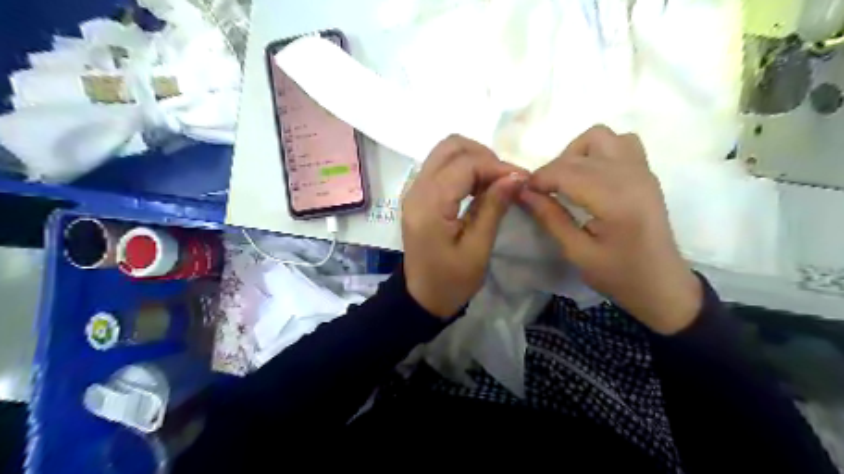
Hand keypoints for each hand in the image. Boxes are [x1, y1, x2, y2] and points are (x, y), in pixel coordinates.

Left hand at [404, 136, 524, 316]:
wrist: (422, 297)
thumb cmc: (451, 281)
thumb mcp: (477, 249)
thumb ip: (493, 208)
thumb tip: (517, 176)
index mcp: (429, 205)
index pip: (464, 164)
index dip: (496, 166)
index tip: (523, 179)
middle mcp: (416, 189)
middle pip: (450, 146)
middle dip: (484, 156)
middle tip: (506, 179)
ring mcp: (414, 190)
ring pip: (445, 152)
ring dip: (474, 160)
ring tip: (495, 184)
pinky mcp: (418, 195)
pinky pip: (441, 166)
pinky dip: (463, 168)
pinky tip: (479, 187)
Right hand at [519, 125, 703, 333]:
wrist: (663, 284)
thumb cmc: (619, 275)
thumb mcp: (577, 253)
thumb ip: (550, 218)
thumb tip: (522, 192)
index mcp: (616, 201)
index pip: (566, 172)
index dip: (538, 179)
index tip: (522, 192)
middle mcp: (631, 176)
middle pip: (578, 154)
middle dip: (551, 170)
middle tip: (540, 194)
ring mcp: (642, 170)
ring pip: (600, 137)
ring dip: (575, 153)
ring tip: (566, 180)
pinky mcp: (646, 172)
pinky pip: (620, 142)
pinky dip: (598, 150)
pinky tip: (591, 175)